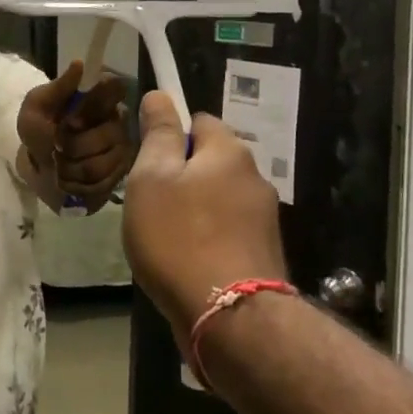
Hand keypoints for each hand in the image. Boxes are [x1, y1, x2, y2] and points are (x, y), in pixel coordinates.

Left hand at [16, 62, 136, 210]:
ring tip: (60, 165)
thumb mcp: (36, 107)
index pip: (116, 89)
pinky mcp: (120, 175)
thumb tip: (79, 64)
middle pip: (108, 133)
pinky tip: (69, 179)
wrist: (38, 168)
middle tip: (57, 146)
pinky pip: (102, 183)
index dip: (94, 107)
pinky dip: (78, 184)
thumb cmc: (39, 131)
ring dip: (72, 167)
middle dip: (74, 145)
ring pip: (102, 162)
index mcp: (99, 97)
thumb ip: (57, 88)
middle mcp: (118, 120)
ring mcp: (122, 148)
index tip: (71, 121)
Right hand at [121, 93, 285, 347]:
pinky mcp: (264, 253)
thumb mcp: (152, 178)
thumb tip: (161, 95)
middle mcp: (254, 176)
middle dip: (182, 176)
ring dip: (194, 209)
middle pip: (210, 161)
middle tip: (150, 204)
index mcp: (229, 151)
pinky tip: (188, 262)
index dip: (170, 135)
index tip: (148, 162)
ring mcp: (264, 217)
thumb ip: (159, 134)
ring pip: (218, 198)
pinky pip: (227, 230)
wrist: (230, 318)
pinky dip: (207, 238)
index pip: (198, 120)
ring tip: (165, 239)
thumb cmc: (179, 237)